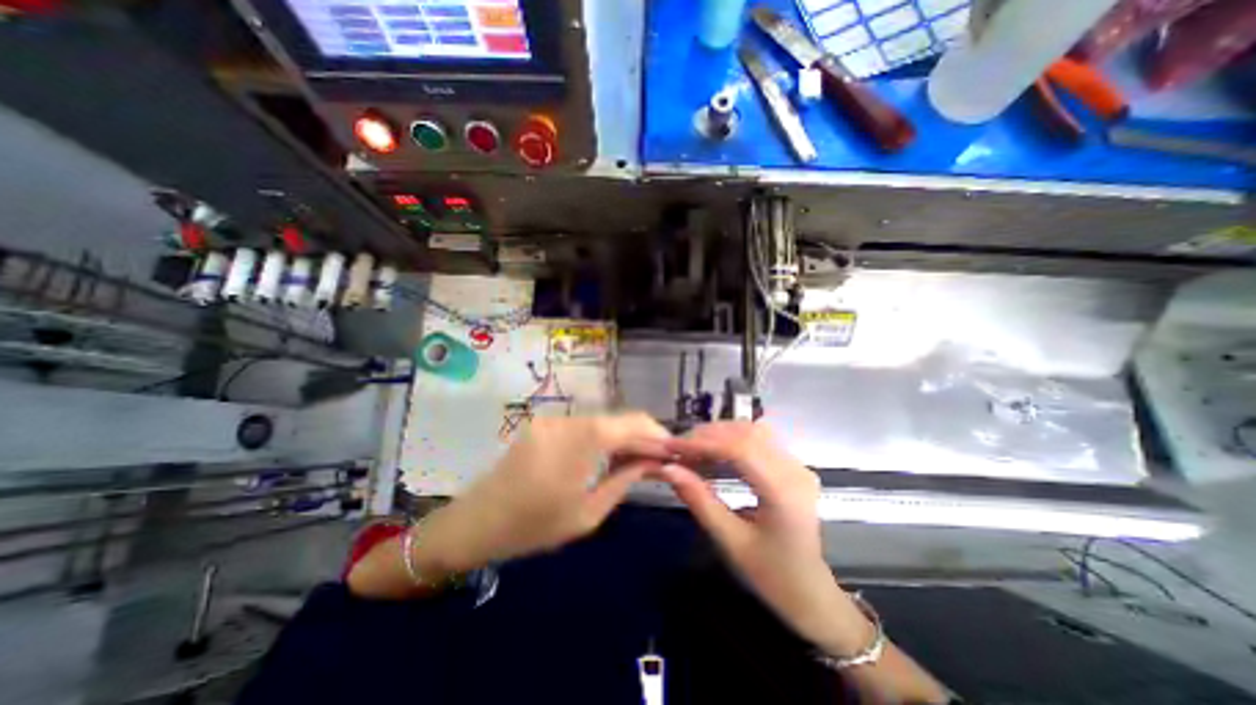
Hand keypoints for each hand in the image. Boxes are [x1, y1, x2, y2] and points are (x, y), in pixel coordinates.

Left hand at [417, 415, 670, 575]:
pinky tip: (608, 455)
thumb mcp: (588, 512)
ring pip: (602, 421)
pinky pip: (582, 426)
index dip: (657, 434)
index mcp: (581, 439)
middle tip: (658, 458)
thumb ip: (624, 479)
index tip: (673, 451)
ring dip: (622, 437)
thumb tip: (653, 462)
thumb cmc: (533, 526)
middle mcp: (569, 419)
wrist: (475, 522)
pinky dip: (601, 438)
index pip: (632, 423)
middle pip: (618, 419)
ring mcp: (554, 419)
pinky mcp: (544, 424)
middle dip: (642, 436)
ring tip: (637, 459)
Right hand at [657, 422, 875, 657]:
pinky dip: (732, 439)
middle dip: (708, 435)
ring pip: (753, 430)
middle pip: (747, 433)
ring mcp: (798, 465)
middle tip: (679, 447)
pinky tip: (715, 450)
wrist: (810, 593)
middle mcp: (795, 470)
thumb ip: (700, 500)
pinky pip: (760, 439)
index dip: (703, 443)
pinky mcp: (794, 465)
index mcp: (784, 493)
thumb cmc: (771, 575)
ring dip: (720, 433)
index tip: (672, 446)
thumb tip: (669, 469)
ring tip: (693, 447)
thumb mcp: (730, 541)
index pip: (740, 450)